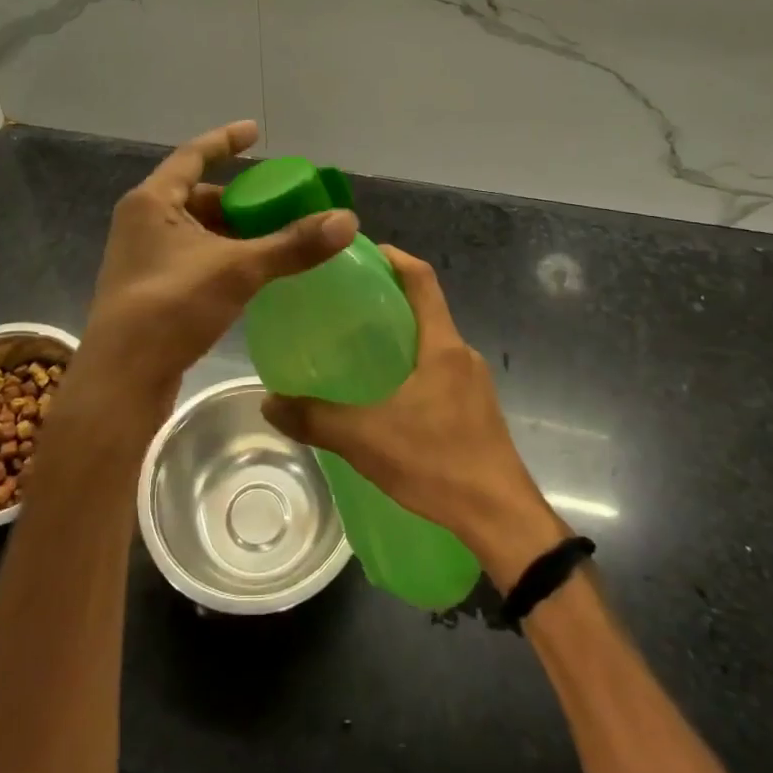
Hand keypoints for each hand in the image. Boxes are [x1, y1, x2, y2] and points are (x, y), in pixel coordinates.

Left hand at [78, 121, 357, 409]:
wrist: (122, 381)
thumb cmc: (172, 308)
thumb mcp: (237, 269)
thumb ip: (292, 245)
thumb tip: (347, 220)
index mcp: (151, 201)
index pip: (193, 154)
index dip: (225, 140)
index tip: (255, 133)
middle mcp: (141, 221)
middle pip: (197, 194)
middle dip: (238, 198)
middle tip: (278, 202)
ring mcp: (142, 256)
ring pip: (195, 229)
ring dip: (231, 230)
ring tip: (273, 237)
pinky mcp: (148, 288)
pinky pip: (192, 255)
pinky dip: (221, 255)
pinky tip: (249, 272)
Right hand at [262, 246, 566, 588]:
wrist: (502, 521)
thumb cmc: (439, 464)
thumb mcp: (367, 439)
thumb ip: (316, 419)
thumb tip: (269, 402)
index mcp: (443, 346)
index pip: (423, 280)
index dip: (395, 257)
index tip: (363, 251)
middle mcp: (463, 356)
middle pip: (427, 309)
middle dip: (390, 298)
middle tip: (346, 303)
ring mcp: (474, 386)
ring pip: (433, 344)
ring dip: (402, 336)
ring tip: (359, 347)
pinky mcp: (477, 413)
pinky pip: (440, 372)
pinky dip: (412, 367)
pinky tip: (386, 396)